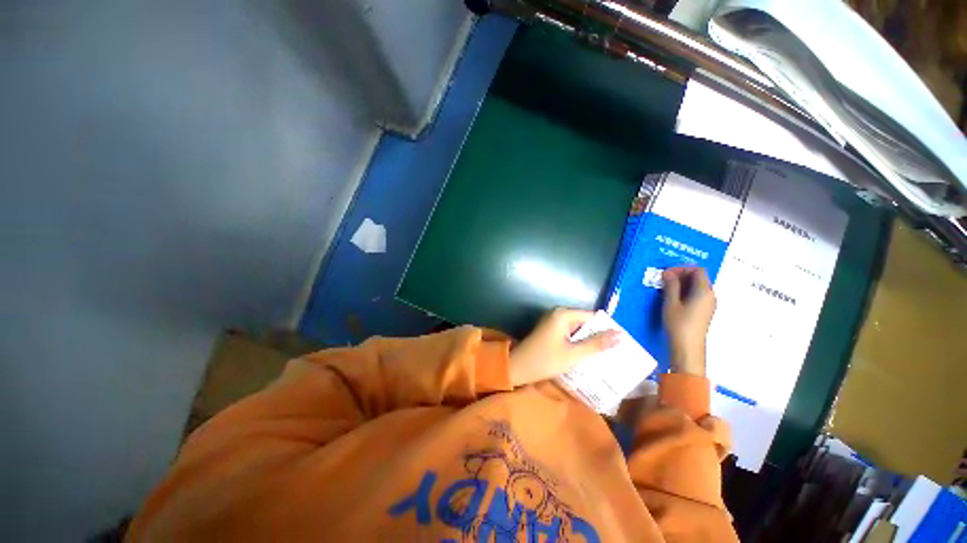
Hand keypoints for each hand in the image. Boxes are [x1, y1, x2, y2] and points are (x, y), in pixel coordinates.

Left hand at [509, 308, 619, 386]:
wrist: (517, 367)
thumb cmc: (545, 360)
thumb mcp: (574, 354)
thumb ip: (597, 344)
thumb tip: (621, 335)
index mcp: (564, 314)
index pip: (593, 316)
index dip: (607, 329)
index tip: (621, 344)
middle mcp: (558, 313)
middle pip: (585, 322)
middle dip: (598, 336)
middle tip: (616, 352)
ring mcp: (553, 322)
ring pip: (578, 329)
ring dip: (589, 341)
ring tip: (605, 356)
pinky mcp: (550, 330)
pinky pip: (570, 334)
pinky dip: (578, 343)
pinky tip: (587, 355)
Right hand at [662, 267, 715, 375]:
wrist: (687, 348)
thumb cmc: (679, 325)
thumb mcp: (671, 303)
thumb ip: (670, 285)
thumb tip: (668, 273)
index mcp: (704, 292)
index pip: (698, 270)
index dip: (682, 268)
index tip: (667, 273)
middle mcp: (710, 296)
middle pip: (699, 277)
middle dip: (681, 275)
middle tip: (663, 279)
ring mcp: (707, 305)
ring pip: (696, 286)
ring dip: (681, 284)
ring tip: (665, 288)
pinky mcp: (703, 312)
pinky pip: (695, 295)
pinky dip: (683, 292)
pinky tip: (671, 298)